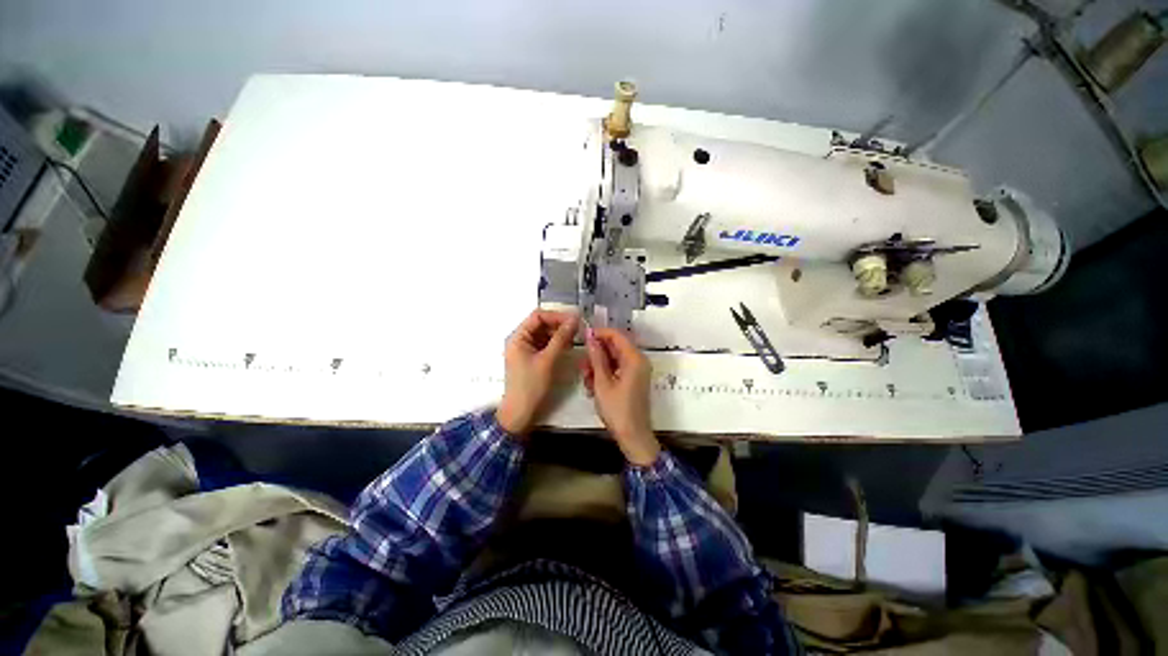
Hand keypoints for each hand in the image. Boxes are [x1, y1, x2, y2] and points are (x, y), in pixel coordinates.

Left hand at [497, 310, 578, 436]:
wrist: (520, 413)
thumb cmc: (531, 386)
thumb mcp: (548, 360)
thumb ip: (561, 338)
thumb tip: (574, 319)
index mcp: (518, 337)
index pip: (538, 316)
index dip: (556, 316)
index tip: (574, 320)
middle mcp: (520, 340)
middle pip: (541, 324)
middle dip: (559, 325)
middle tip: (578, 330)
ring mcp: (526, 349)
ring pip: (545, 334)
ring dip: (559, 334)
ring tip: (575, 338)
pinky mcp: (532, 358)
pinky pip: (545, 345)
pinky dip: (556, 344)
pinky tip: (568, 347)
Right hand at [581, 327, 660, 465]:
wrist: (633, 436)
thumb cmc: (617, 410)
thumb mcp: (602, 382)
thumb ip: (597, 357)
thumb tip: (590, 337)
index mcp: (634, 358)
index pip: (616, 335)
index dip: (599, 334)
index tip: (583, 338)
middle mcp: (638, 361)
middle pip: (615, 347)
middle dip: (597, 354)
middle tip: (582, 366)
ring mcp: (637, 371)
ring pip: (614, 359)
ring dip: (598, 366)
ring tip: (587, 380)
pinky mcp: (633, 380)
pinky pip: (617, 369)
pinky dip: (604, 374)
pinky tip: (593, 386)